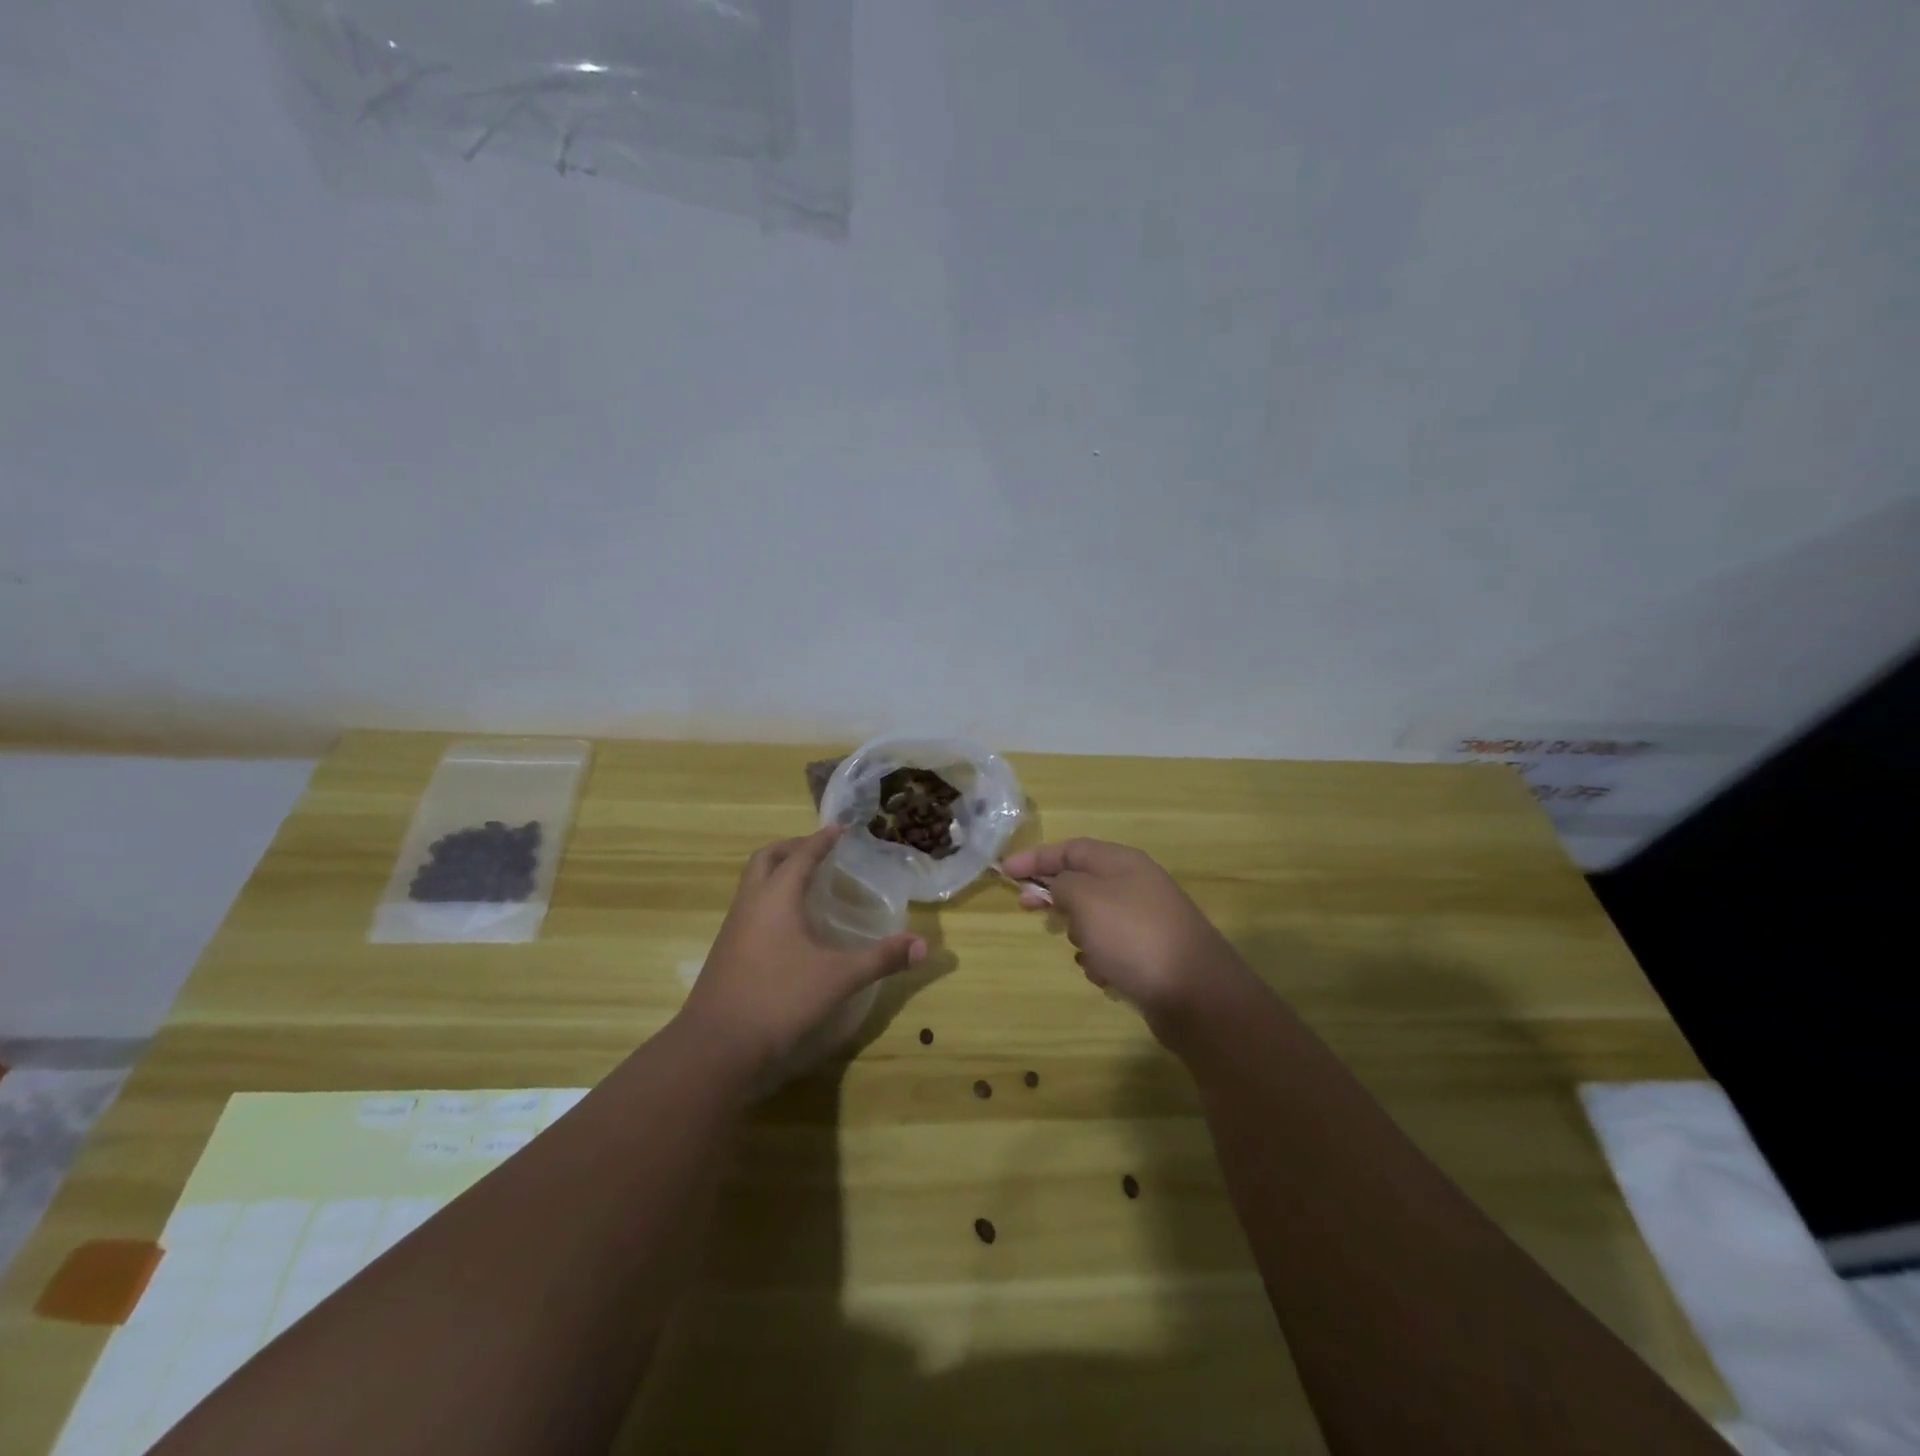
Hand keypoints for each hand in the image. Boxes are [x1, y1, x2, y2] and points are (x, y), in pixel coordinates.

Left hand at [681, 826, 926, 1071]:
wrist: (716, 1046)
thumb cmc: (779, 999)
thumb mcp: (838, 978)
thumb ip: (881, 959)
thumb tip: (924, 946)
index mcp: (776, 897)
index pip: (802, 855)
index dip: (822, 839)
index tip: (841, 828)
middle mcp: (751, 903)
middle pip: (767, 858)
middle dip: (793, 847)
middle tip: (820, 850)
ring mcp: (734, 927)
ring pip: (753, 882)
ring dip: (777, 871)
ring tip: (808, 882)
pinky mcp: (727, 950)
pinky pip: (749, 906)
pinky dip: (770, 898)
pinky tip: (789, 924)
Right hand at [1002, 838, 1247, 1040]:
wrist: (1196, 994)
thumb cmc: (1134, 936)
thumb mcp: (1086, 899)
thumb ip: (1062, 884)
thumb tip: (1058, 886)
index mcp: (1122, 862)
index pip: (1070, 848)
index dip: (1035, 858)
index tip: (1005, 873)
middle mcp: (1136, 885)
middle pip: (1082, 881)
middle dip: (1055, 897)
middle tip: (1028, 909)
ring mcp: (1146, 920)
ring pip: (1095, 918)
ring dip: (1080, 934)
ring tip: (1086, 952)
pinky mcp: (1151, 954)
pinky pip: (1112, 948)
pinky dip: (1102, 959)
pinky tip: (1106, 975)